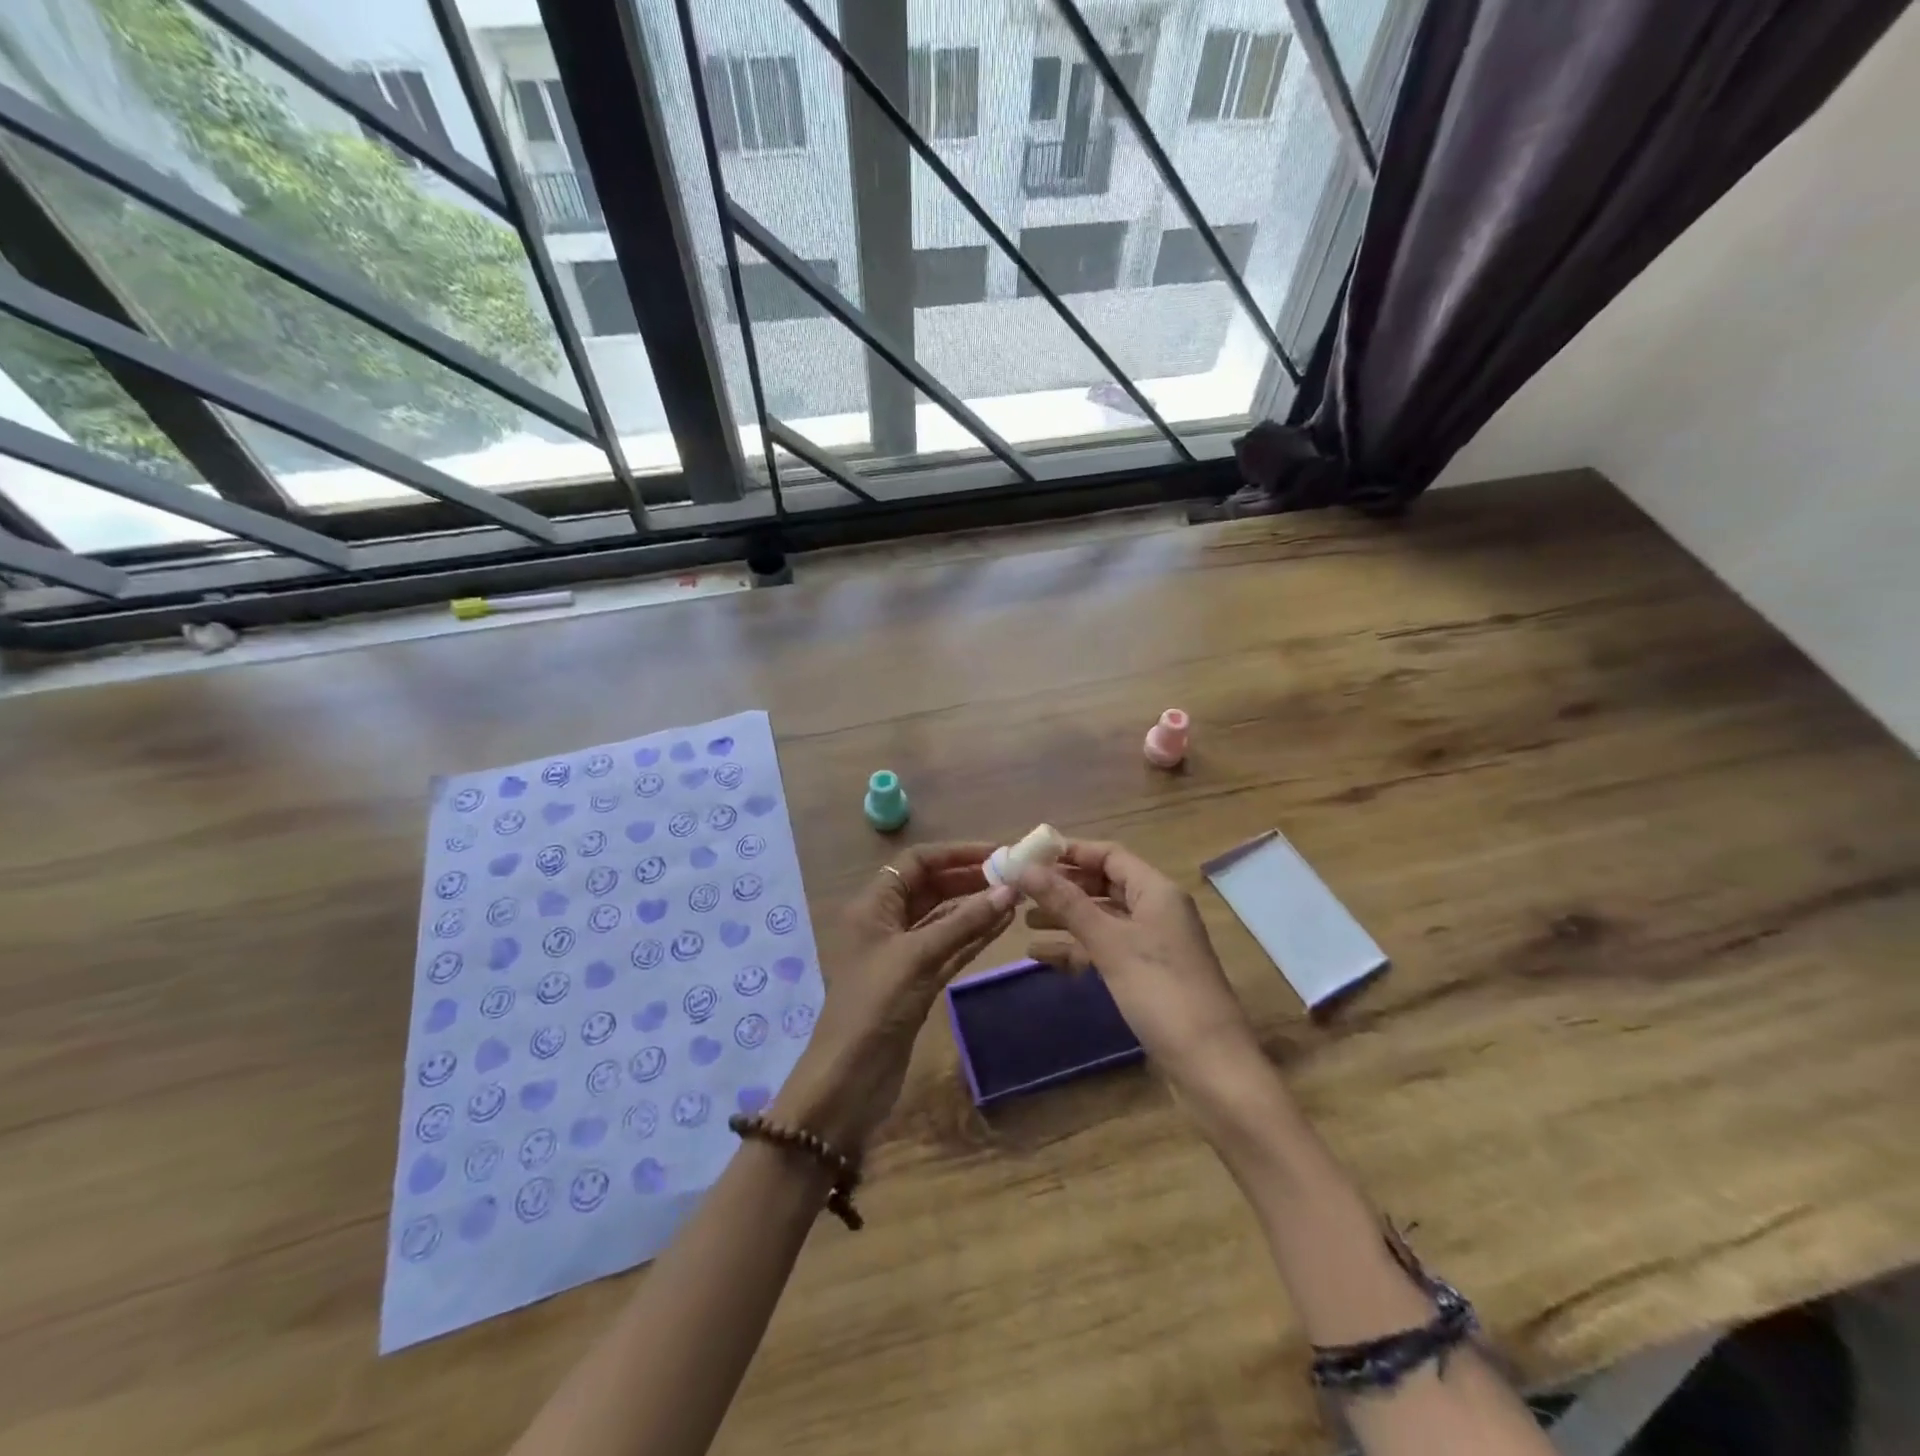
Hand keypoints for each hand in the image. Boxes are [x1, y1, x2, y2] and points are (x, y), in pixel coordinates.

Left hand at [772, 842, 1015, 1153]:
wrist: (849, 1079)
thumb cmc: (875, 1005)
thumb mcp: (918, 956)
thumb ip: (964, 923)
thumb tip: (1009, 889)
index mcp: (874, 905)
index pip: (917, 862)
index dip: (955, 853)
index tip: (996, 852)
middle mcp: (887, 922)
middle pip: (932, 887)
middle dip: (969, 878)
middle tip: (1014, 875)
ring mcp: (903, 953)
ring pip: (944, 918)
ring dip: (976, 907)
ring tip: (1016, 895)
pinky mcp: (917, 981)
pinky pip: (949, 947)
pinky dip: (974, 936)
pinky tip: (1003, 925)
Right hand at [1020, 840, 1260, 1090]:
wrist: (1210, 1065)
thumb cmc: (1160, 992)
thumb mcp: (1109, 942)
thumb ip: (1066, 903)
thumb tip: (1024, 867)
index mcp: (1156, 891)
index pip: (1109, 855)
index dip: (1070, 852)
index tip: (1028, 856)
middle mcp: (1156, 910)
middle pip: (1104, 885)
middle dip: (1063, 887)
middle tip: (1020, 891)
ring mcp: (1153, 944)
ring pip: (1102, 919)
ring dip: (1065, 918)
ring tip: (1023, 922)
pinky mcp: (1146, 975)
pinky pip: (1106, 949)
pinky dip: (1077, 949)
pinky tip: (1043, 957)